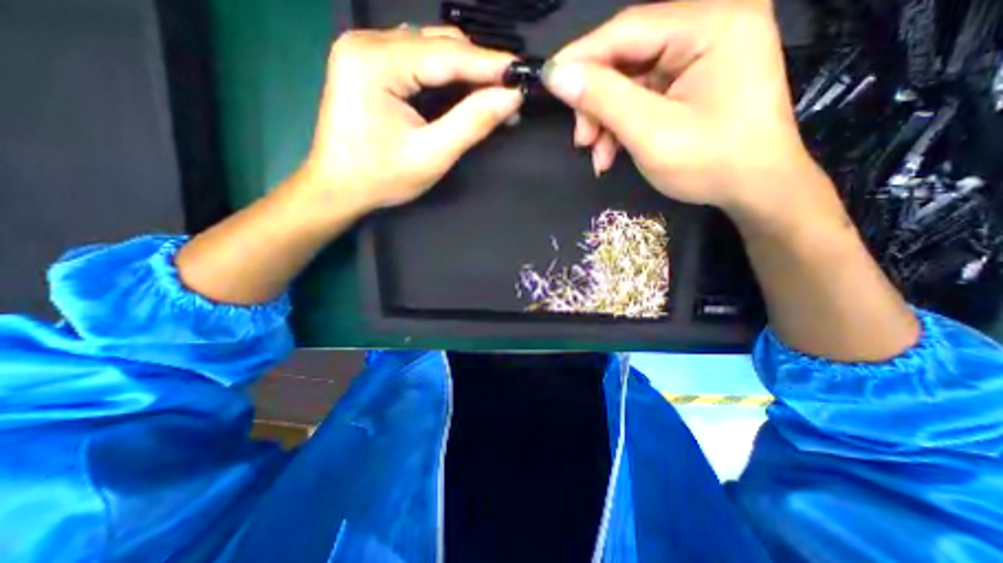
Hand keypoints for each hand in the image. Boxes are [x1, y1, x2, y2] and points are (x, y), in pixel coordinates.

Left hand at [302, 25, 525, 212]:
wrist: (339, 187)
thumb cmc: (382, 178)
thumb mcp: (432, 155)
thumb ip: (472, 123)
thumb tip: (512, 97)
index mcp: (376, 62)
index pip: (447, 55)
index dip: (490, 64)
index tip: (524, 74)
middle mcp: (368, 42)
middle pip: (440, 45)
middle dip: (480, 69)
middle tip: (510, 95)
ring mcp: (367, 49)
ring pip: (432, 49)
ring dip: (466, 72)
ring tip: (493, 97)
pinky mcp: (371, 63)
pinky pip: (420, 60)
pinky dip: (447, 76)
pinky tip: (465, 93)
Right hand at [542, 0, 839, 228]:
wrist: (754, 189)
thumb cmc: (710, 163)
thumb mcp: (650, 133)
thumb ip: (603, 99)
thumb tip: (558, 76)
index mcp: (712, 24)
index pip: (627, 29)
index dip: (582, 57)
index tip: (549, 82)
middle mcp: (709, 26)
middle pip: (627, 56)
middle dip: (596, 102)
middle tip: (581, 139)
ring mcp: (701, 54)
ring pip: (630, 80)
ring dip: (606, 119)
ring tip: (597, 155)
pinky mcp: (692, 80)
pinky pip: (643, 95)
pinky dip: (622, 124)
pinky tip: (612, 152)